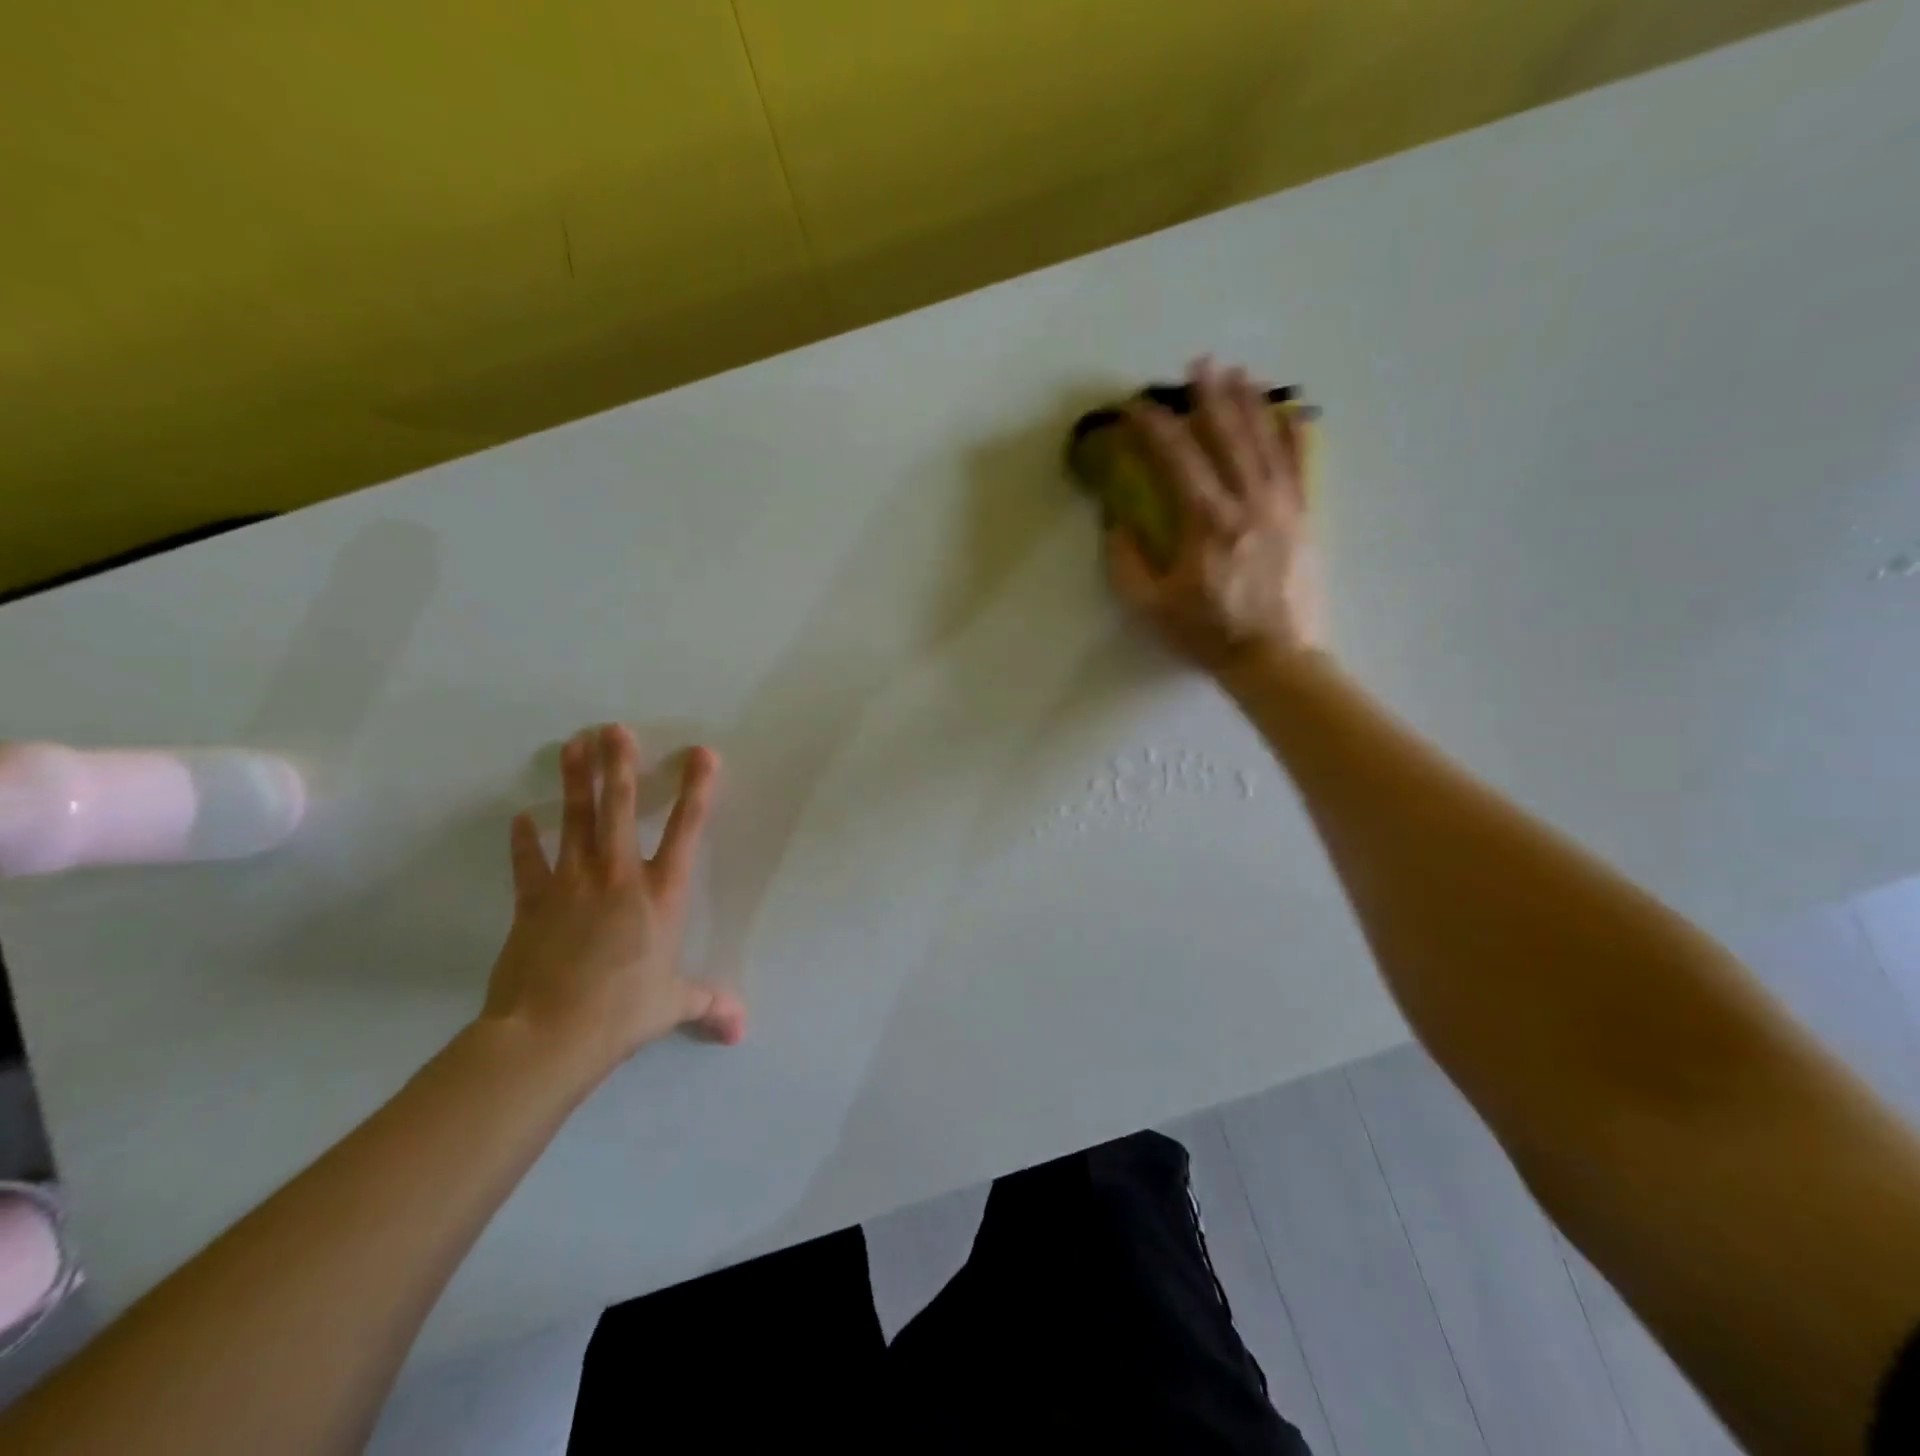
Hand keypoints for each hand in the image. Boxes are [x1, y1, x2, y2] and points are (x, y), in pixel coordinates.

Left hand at [480, 724, 744, 1080]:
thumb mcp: (673, 1005)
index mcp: (661, 895)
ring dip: (574, 782)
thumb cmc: (623, 1012)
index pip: (685, 831)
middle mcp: (619, 878)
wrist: (551, 1034)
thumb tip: (740, 1029)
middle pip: (619, 810)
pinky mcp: (533, 903)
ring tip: (573, 744)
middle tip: (614, 728)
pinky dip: (525, 842)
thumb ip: (708, 1005)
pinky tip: (521, 818)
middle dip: (619, 766)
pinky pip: (529, 865)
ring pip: (575, 822)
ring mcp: (571, 886)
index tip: (701, 754)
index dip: (696, 790)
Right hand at [1106, 357, 1323, 671]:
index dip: (1152, 427)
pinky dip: (1295, 436)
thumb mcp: (1150, 606)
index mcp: (1205, 521)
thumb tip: (1116, 521)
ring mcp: (1282, 507)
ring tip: (1238, 373)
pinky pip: (1301, 467)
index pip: (1176, 458)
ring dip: (1250, 404)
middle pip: (1227, 436)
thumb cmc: (1207, 634)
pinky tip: (1292, 412)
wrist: (1275, 660)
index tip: (1134, 407)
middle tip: (1197, 364)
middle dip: (1209, 396)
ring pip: (1266, 442)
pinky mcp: (1304, 520)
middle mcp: (1247, 502)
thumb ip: (1127, 561)